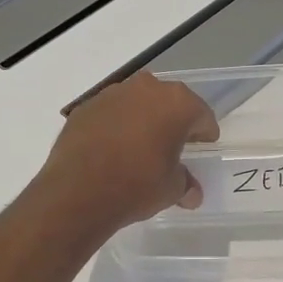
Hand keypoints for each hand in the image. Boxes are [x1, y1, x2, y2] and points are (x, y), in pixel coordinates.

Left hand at [37, 72, 219, 231]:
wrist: (78, 191)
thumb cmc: (137, 185)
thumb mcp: (171, 189)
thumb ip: (185, 183)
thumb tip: (191, 192)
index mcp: (176, 103)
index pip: (200, 115)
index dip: (205, 132)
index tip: (204, 145)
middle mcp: (146, 89)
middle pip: (168, 102)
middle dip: (172, 121)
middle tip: (173, 144)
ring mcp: (112, 94)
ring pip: (137, 103)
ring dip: (142, 120)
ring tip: (140, 147)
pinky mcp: (85, 107)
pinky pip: (110, 113)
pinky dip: (115, 126)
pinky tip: (112, 149)